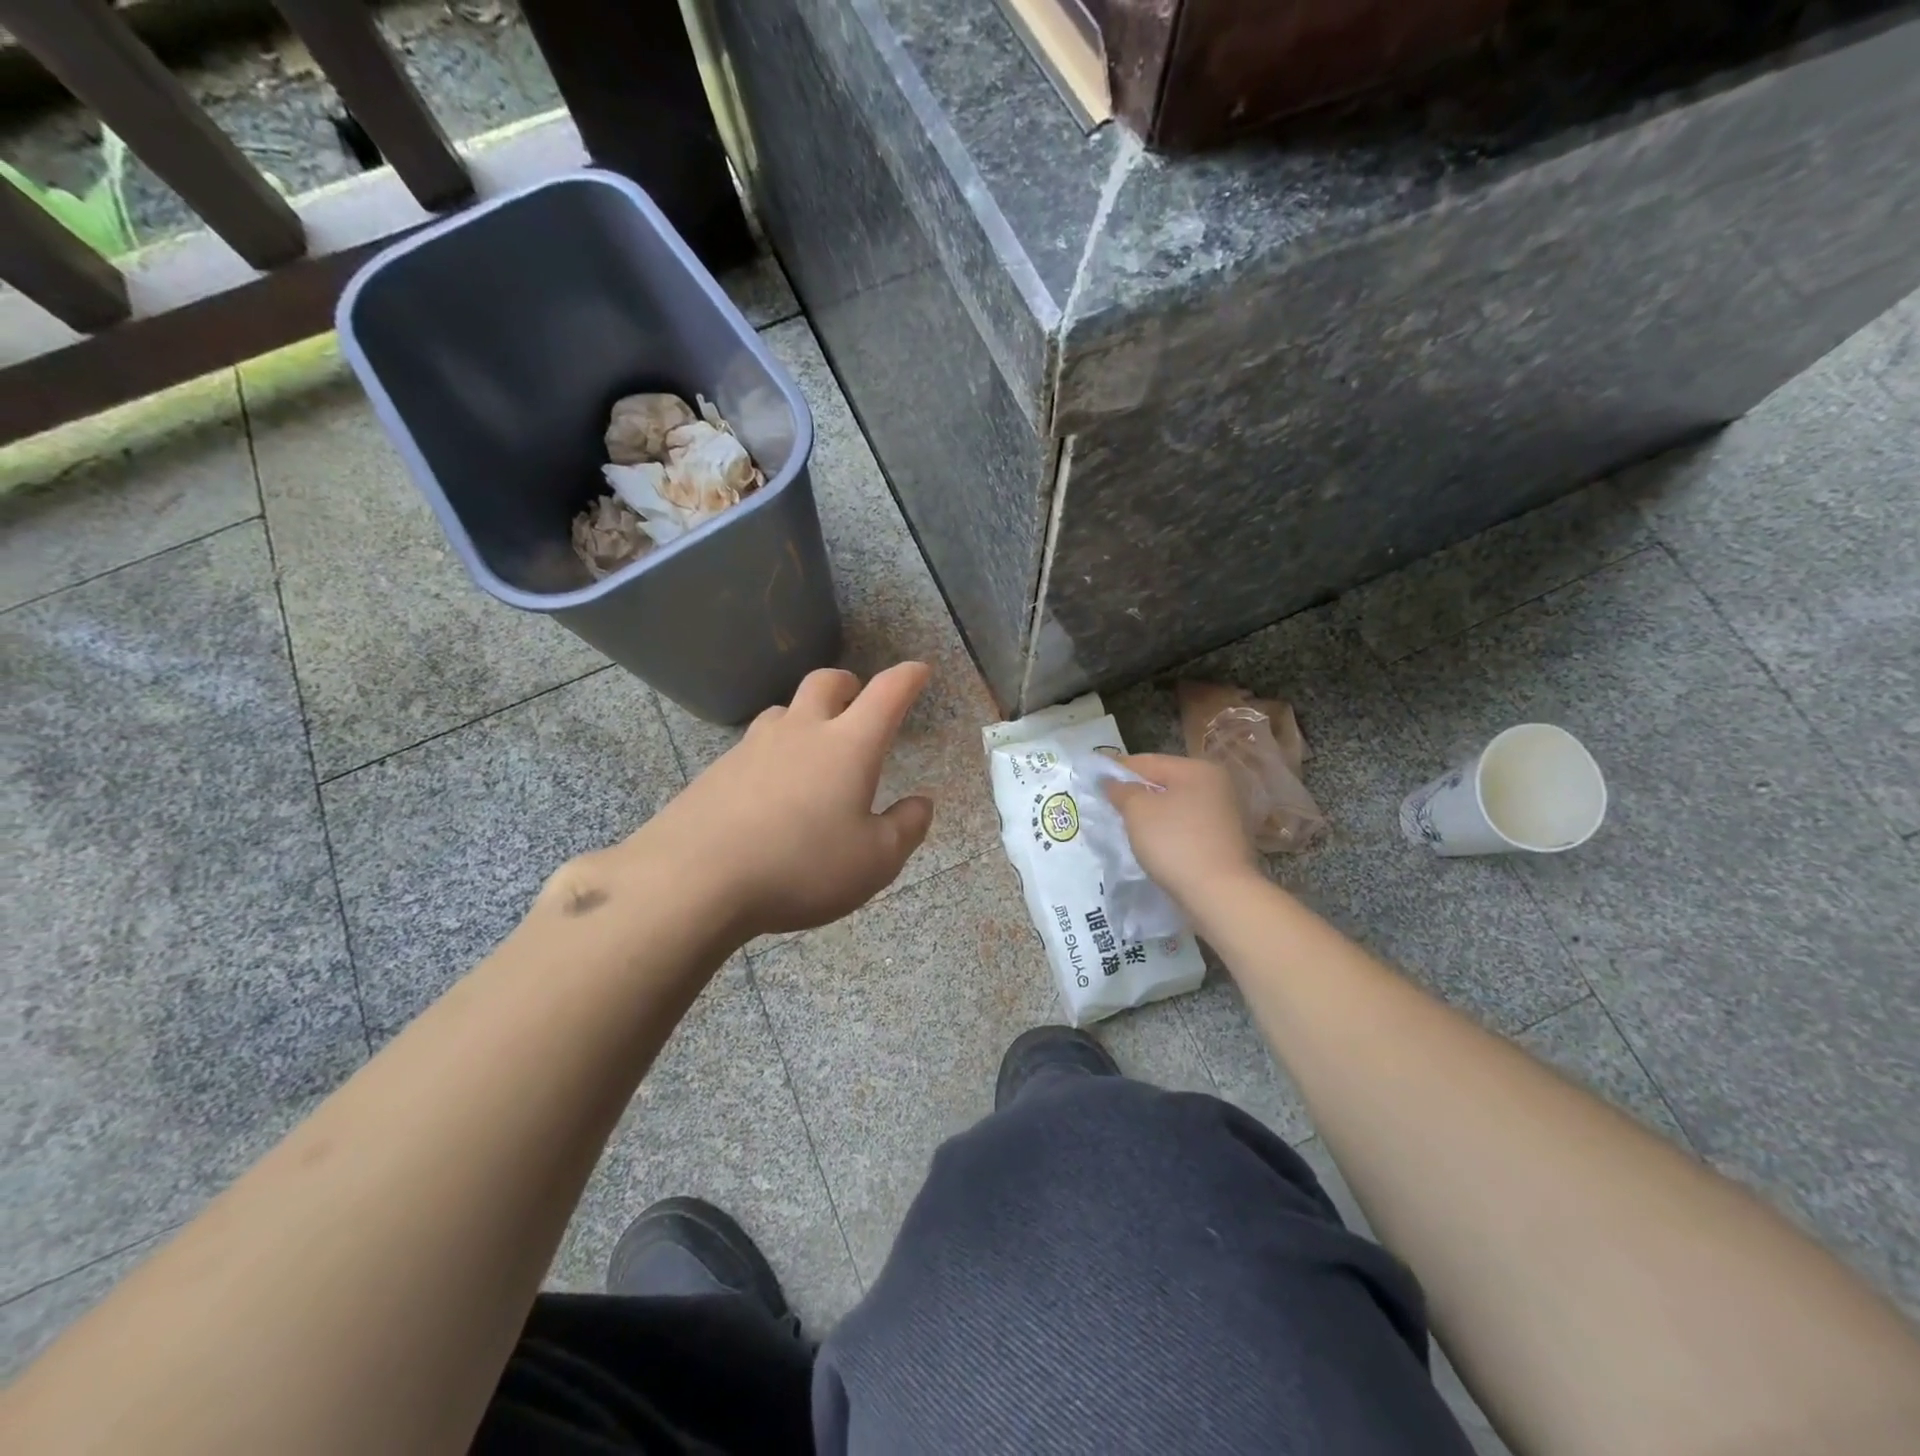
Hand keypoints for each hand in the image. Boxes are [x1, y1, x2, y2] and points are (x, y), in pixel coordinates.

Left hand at [625, 663, 934, 938]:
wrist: (694, 880)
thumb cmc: (802, 867)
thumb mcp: (875, 861)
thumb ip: (906, 828)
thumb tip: (922, 803)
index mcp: (848, 746)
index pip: (886, 694)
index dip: (907, 678)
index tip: (919, 670)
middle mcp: (800, 733)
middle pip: (825, 683)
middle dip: (848, 683)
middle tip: (857, 698)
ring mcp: (752, 747)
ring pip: (783, 711)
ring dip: (805, 716)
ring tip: (812, 746)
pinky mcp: (716, 771)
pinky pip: (753, 747)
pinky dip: (772, 753)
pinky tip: (769, 790)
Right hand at [1102, 753, 1260, 913]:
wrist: (1219, 894)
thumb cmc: (1175, 843)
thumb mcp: (1138, 811)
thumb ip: (1121, 790)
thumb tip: (1111, 782)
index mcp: (1198, 769)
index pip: (1148, 761)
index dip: (1118, 768)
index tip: (1095, 778)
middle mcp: (1217, 785)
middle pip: (1165, 781)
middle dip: (1136, 791)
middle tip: (1109, 803)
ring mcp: (1225, 813)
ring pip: (1176, 804)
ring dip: (1153, 812)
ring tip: (1127, 824)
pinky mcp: (1226, 840)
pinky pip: (1187, 825)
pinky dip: (1168, 829)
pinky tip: (1153, 842)